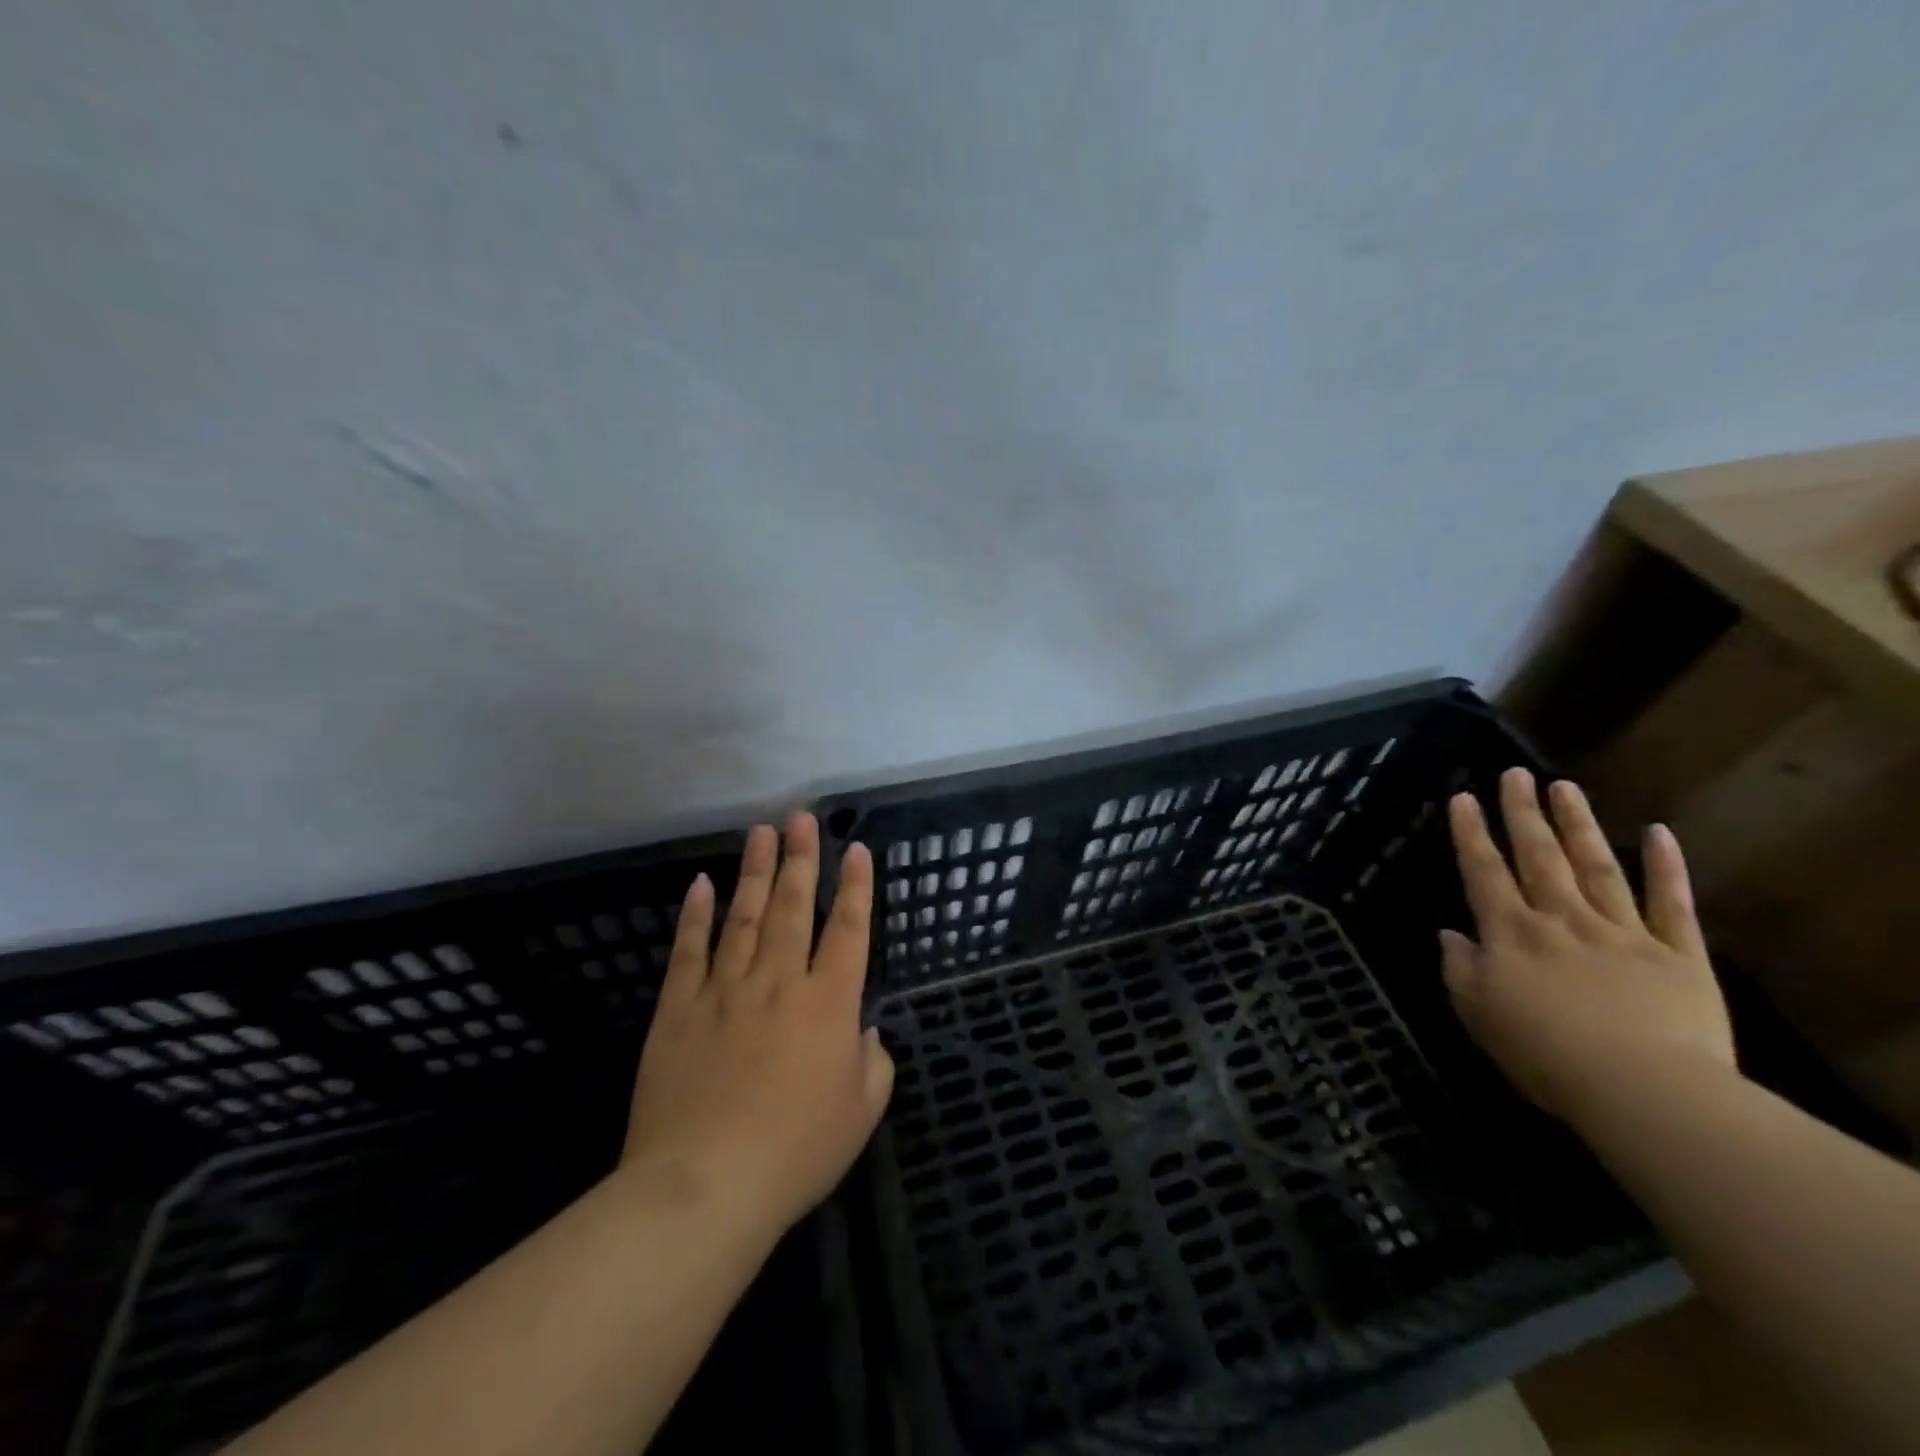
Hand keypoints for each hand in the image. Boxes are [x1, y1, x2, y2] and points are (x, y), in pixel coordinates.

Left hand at [623, 812, 893, 1241]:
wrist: (705, 1187)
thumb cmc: (796, 1152)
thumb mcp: (861, 1113)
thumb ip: (873, 1063)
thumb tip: (864, 1031)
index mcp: (830, 1004)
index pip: (850, 930)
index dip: (856, 888)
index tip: (856, 850)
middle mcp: (780, 981)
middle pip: (795, 907)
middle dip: (802, 858)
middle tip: (802, 818)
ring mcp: (725, 990)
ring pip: (745, 916)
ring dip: (756, 871)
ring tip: (762, 832)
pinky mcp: (679, 1009)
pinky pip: (688, 951)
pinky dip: (695, 915)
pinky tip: (701, 883)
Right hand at [1442, 768, 1735, 1126]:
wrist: (1645, 1091)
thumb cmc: (1545, 1056)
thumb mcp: (1479, 1015)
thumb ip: (1460, 970)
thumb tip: (1451, 934)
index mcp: (1511, 935)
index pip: (1484, 873)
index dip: (1471, 835)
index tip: (1464, 797)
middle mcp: (1561, 920)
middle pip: (1538, 857)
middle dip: (1523, 814)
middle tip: (1515, 774)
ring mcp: (1622, 932)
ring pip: (1597, 867)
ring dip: (1578, 825)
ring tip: (1565, 786)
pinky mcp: (1678, 956)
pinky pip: (1671, 905)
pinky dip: (1666, 868)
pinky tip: (1658, 833)